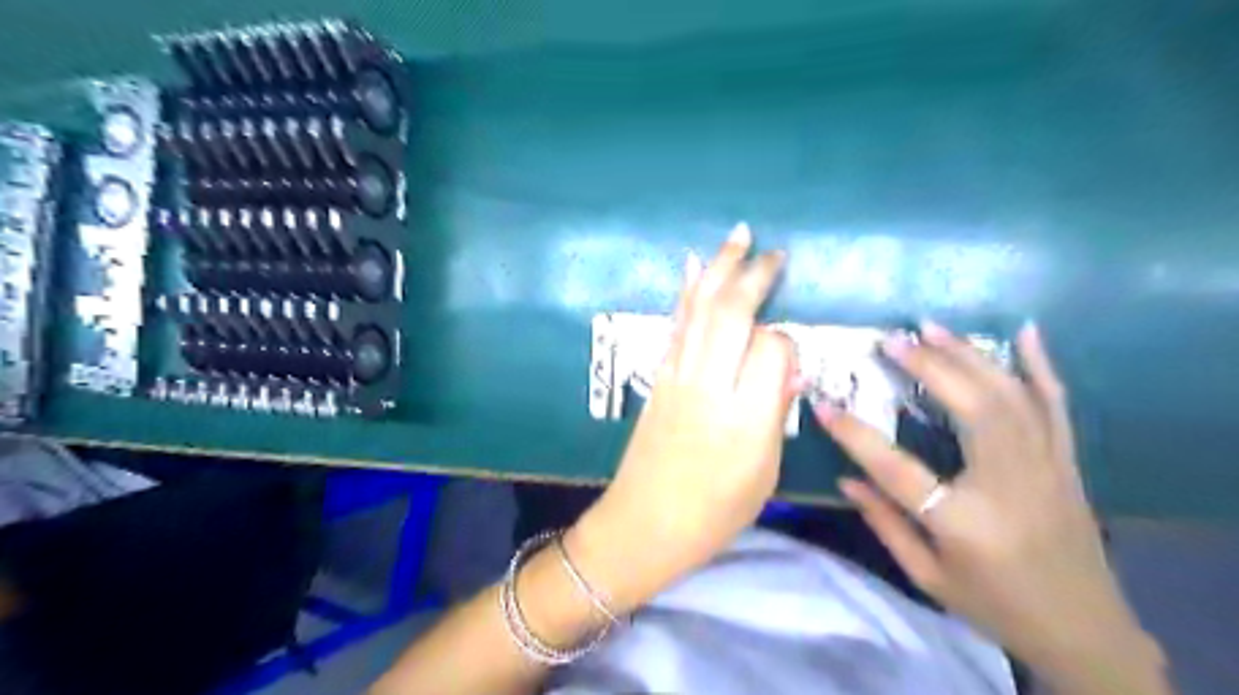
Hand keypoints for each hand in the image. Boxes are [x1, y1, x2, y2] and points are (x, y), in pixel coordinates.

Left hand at [569, 225, 793, 611]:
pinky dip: (686, 292)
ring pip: (700, 310)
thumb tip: (786, 371)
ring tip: (738, 236)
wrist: (641, 525)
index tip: (789, 356)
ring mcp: (677, 377)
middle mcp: (709, 386)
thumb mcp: (764, 475)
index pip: (773, 350)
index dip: (786, 344)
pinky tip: (692, 266)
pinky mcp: (658, 377)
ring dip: (719, 269)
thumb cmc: (712, 515)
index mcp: (746, 419)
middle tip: (774, 252)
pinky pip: (676, 325)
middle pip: (732, 315)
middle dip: (754, 276)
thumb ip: (775, 415)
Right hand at [821, 324, 1161, 676]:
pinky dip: (1041, 365)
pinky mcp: (1067, 462)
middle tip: (891, 339)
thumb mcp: (928, 577)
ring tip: (931, 327)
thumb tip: (844, 480)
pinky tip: (1024, 332)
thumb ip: (884, 524)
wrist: (1084, 630)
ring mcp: (1047, 468)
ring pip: (1010, 396)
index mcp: (965, 522)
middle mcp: (1010, 485)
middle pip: (969, 409)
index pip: (896, 467)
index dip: (855, 435)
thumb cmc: (995, 605)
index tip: (824, 405)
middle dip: (927, 367)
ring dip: (969, 355)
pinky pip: (1056, 404)